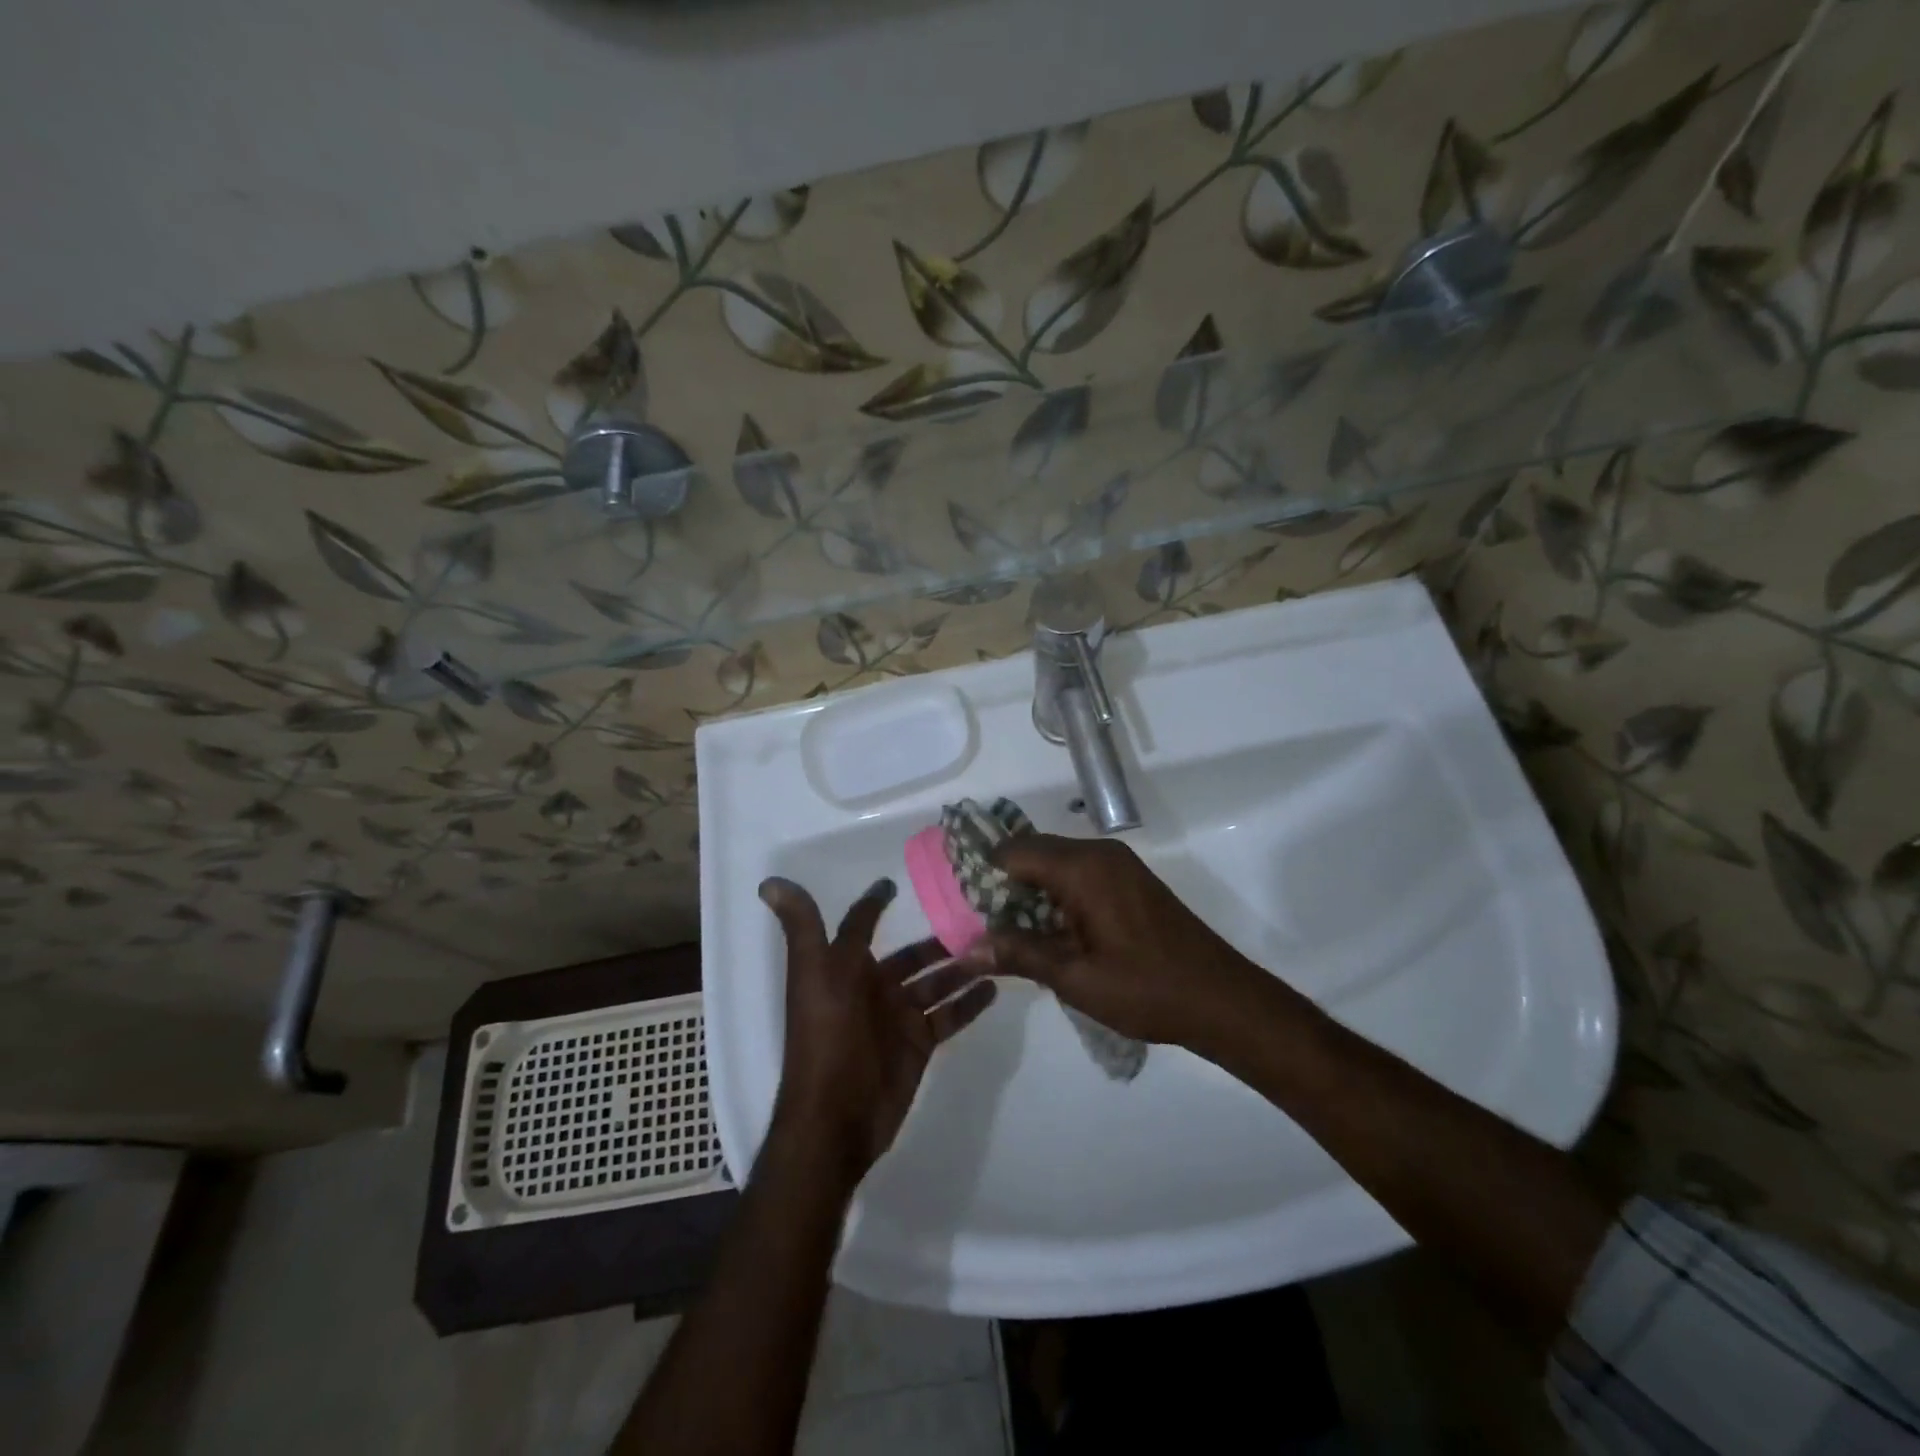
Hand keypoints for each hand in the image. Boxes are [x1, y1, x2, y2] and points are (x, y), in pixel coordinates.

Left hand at [760, 876, 995, 1181]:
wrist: (836, 1117)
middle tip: (980, 920)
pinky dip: (970, 1003)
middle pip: (912, 956)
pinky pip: (948, 1016)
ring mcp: (898, 1017)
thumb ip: (804, 927)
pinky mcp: (918, 1044)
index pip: (862, 924)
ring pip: (936, 983)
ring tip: (998, 950)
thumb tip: (769, 882)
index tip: (897, 882)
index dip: (876, 903)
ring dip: (963, 968)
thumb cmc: (826, 1036)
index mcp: (845, 966)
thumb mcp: (814, 973)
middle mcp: (873, 987)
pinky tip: (995, 987)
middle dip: (941, 940)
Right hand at [980, 835, 1270, 1055]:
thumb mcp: (1076, 978)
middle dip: (1003, 884)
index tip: (961, 904)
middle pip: (1034, 853)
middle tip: (980, 924)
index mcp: (1083, 868)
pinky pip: (1079, 875)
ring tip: (1009, 934)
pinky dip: (1056, 895)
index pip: (1014, 851)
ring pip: (1056, 864)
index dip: (982, 873)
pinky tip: (1050, 932)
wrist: (1223, 1000)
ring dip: (1030, 892)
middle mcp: (1099, 854)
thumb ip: (1020, 954)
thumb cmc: (1147, 989)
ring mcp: (1119, 865)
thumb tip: (968, 948)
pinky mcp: (1130, 881)